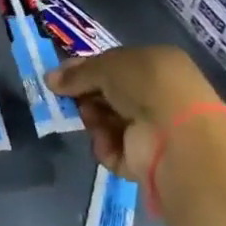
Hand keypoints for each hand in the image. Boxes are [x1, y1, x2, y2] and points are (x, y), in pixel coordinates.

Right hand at [46, 46, 224, 181]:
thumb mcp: (107, 66)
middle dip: (86, 97)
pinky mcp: (144, 160)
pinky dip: (106, 146)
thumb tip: (50, 79)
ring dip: (94, 121)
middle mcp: (156, 95)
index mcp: (156, 65)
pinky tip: (109, 141)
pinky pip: (112, 149)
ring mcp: (152, 129)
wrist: (175, 134)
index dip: (86, 71)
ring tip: (92, 120)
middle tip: (69, 99)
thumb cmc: (146, 85)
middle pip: (108, 96)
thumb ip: (78, 73)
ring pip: (106, 123)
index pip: (114, 66)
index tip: (59, 78)